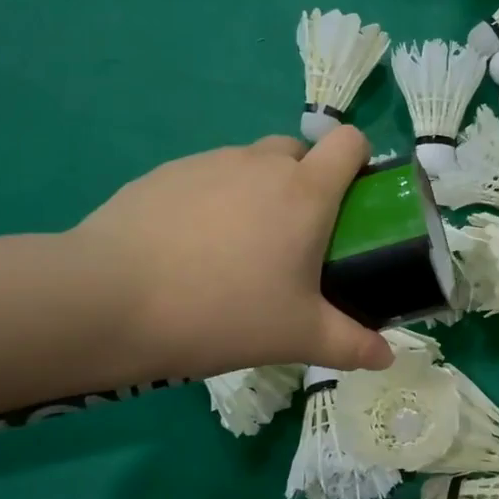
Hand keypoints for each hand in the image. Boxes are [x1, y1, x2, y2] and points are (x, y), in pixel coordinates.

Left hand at [67, 129, 396, 383]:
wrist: (111, 300)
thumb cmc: (224, 312)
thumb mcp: (297, 336)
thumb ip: (351, 345)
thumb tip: (387, 357)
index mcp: (305, 190)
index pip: (350, 141)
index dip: (359, 161)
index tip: (353, 201)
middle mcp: (261, 162)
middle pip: (299, 150)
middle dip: (307, 181)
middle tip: (296, 238)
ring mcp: (209, 162)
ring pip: (250, 163)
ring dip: (259, 191)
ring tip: (238, 250)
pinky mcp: (165, 173)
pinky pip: (207, 177)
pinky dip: (214, 200)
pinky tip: (191, 248)